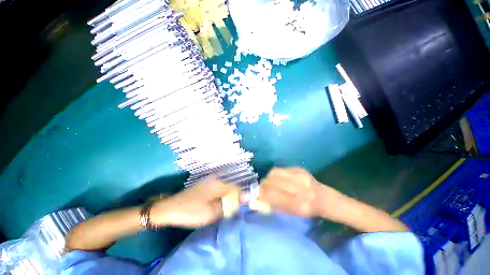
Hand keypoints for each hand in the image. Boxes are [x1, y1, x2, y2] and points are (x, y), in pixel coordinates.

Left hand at [150, 177, 239, 227]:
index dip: (239, 199)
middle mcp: (215, 180)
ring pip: (223, 190)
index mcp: (218, 184)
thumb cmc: (191, 211)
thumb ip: (228, 207)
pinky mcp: (204, 185)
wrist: (169, 208)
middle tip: (227, 212)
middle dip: (231, 200)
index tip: (236, 209)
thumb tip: (240, 203)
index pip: (236, 188)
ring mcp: (208, 181)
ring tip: (219, 210)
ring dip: (224, 199)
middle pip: (230, 188)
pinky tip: (212, 206)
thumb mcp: (211, 213)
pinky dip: (217, 198)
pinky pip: (216, 190)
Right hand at [258, 167, 339, 216]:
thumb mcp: (291, 213)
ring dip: (269, 177)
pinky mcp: (299, 168)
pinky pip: (281, 169)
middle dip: (263, 184)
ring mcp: (300, 175)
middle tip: (262, 187)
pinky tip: (280, 178)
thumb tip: (259, 196)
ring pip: (274, 172)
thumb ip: (274, 204)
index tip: (258, 194)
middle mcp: (299, 188)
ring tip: (271, 182)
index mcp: (298, 204)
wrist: (324, 198)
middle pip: (271, 180)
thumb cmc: (308, 209)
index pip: (272, 194)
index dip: (261, 193)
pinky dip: (276, 174)